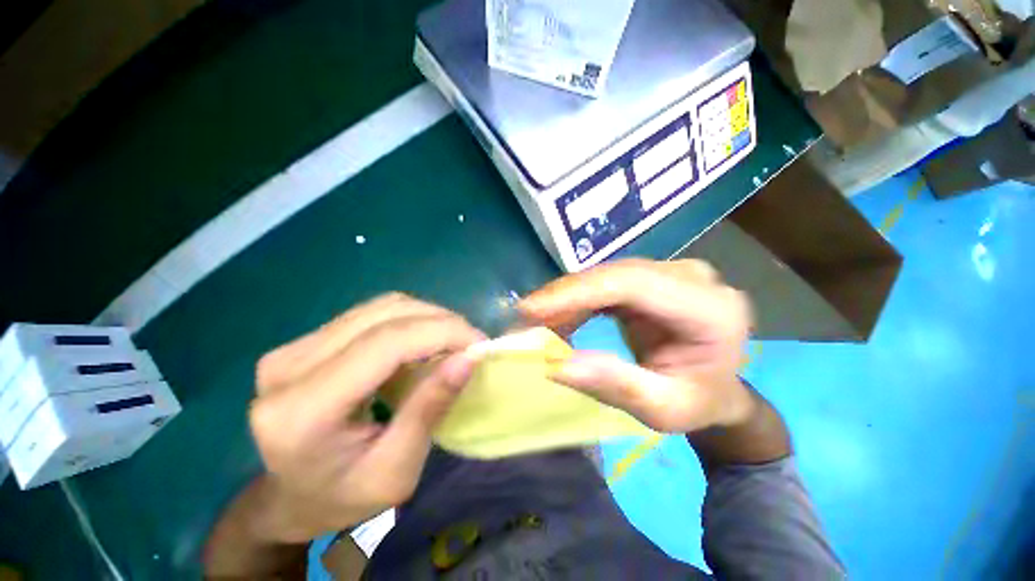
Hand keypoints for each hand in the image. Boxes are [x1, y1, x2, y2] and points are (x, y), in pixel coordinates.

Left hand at [248, 293, 484, 541]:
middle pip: (384, 316)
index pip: (386, 344)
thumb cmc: (342, 499)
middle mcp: (288, 368)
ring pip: (380, 307)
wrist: (289, 499)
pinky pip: (371, 314)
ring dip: (427, 316)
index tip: (479, 343)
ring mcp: (293, 348)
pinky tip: (426, 338)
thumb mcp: (396, 470)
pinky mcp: (305, 342)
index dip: (441, 333)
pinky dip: (409, 320)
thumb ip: (430, 408)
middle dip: (440, 321)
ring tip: (453, 339)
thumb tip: (468, 358)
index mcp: (303, 412)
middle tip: (471, 341)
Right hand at [520, 259, 753, 433]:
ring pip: (605, 275)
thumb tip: (556, 364)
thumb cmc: (698, 403)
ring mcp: (671, 272)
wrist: (717, 387)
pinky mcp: (652, 277)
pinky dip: (577, 300)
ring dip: (566, 298)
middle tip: (523, 321)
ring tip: (537, 324)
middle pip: (614, 275)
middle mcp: (692, 278)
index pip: (633, 285)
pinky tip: (559, 318)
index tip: (530, 310)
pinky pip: (605, 282)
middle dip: (563, 296)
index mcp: (710, 310)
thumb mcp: (662, 410)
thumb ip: (615, 385)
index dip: (577, 292)